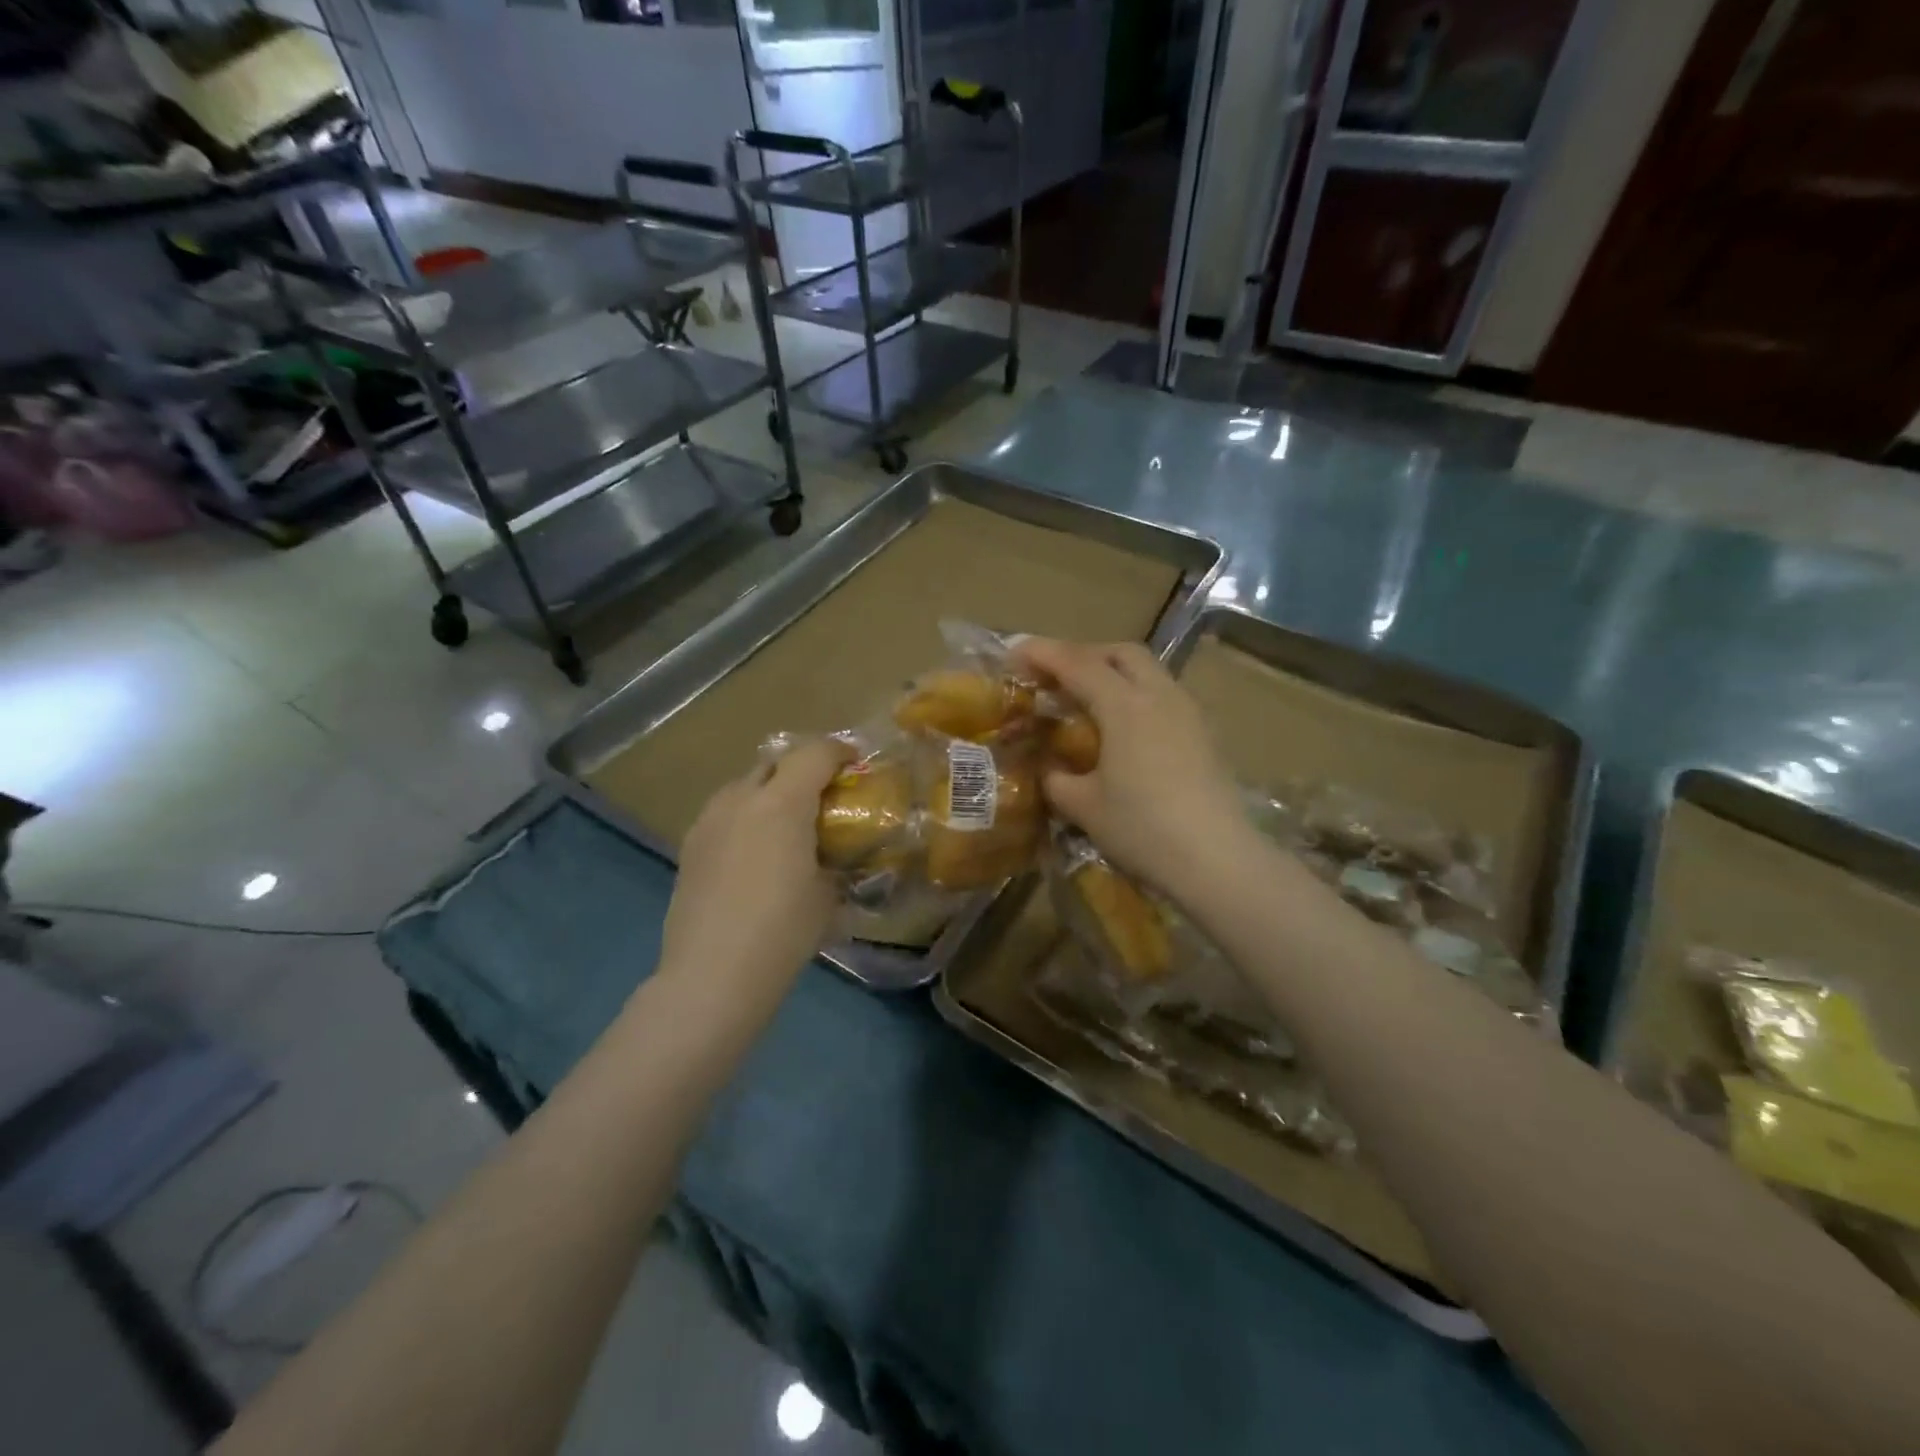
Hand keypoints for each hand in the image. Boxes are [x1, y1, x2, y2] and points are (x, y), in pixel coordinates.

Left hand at [660, 738, 850, 992]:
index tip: (855, 764)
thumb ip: (836, 860)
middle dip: (802, 768)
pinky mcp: (690, 846)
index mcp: (782, 804)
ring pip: (743, 784)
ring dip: (769, 790)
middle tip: (822, 794)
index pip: (814, 754)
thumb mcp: (827, 894)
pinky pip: (724, 812)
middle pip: (774, 761)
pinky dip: (745, 816)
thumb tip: (838, 855)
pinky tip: (754, 850)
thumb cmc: (783, 931)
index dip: (839, 752)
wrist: (713, 975)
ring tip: (786, 822)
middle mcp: (741, 799)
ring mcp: (709, 821)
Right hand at [1014, 639, 1255, 903]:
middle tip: (1055, 675)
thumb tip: (1048, 768)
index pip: (1077, 663)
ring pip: (1148, 671)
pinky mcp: (1203, 734)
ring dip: (1113, 673)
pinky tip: (1123, 728)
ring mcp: (1187, 713)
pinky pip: (1163, 695)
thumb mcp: (1084, 806)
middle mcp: (1159, 696)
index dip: (1042, 653)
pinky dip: (1135, 695)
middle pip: (1120, 653)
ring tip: (1087, 700)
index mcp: (1124, 705)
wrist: (1217, 860)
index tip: (1014, 652)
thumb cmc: (1143, 829)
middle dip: (1084, 654)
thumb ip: (1057, 779)